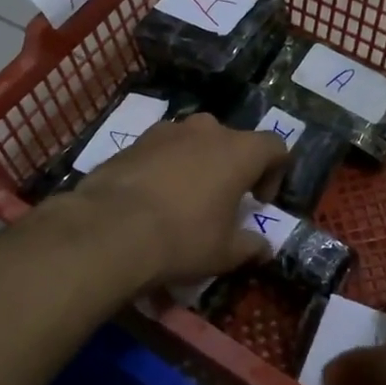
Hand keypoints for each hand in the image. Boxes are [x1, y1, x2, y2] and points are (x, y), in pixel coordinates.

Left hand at [59, 113, 288, 285]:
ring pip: (194, 142)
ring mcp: (167, 131)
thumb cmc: (182, 239)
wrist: (110, 230)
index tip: (259, 202)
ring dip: (198, 164)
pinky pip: (162, 150)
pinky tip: (154, 199)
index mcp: (239, 151)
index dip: (275, 173)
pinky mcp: (134, 141)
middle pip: (233, 140)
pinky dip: (167, 168)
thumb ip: (251, 246)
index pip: (275, 146)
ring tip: (186, 199)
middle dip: (233, 167)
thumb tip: (263, 248)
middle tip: (224, 200)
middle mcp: (206, 130)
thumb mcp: (225, 253)